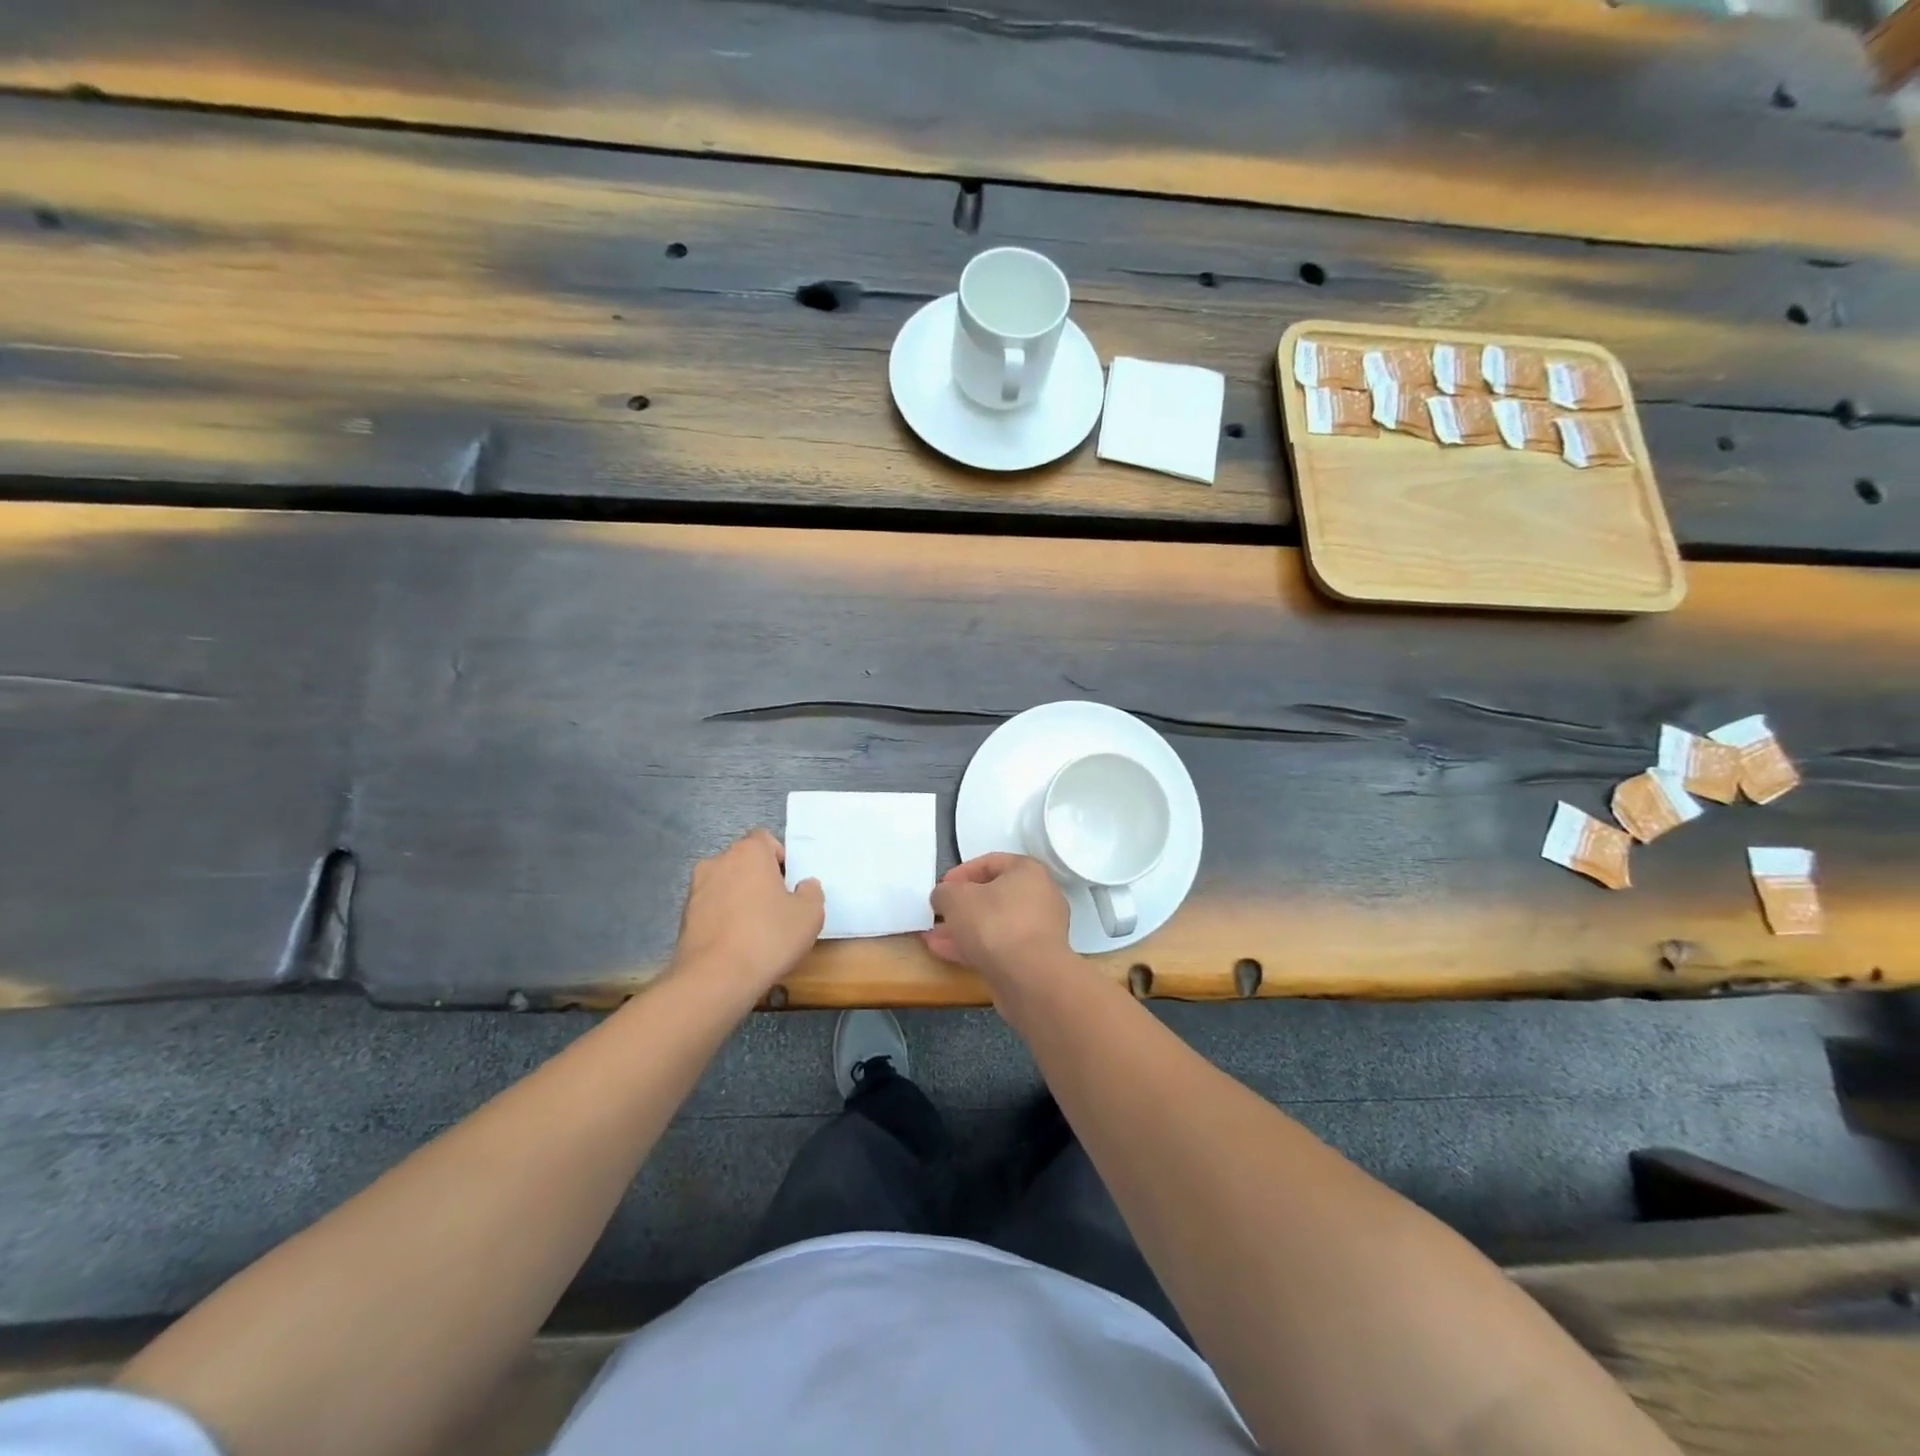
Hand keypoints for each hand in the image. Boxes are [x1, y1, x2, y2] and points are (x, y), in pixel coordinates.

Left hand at [673, 829, 824, 1001]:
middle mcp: (717, 862)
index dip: (779, 858)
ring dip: (738, 898)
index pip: (764, 839)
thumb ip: (811, 892)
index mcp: (748, 853)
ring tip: (754, 930)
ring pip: (725, 885)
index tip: (788, 884)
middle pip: (743, 861)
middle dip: (758, 878)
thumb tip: (804, 886)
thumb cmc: (768, 937)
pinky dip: (722, 918)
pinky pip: (711, 908)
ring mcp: (696, 889)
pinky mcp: (683, 917)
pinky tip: (735, 944)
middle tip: (776, 907)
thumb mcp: (809, 915)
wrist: (714, 979)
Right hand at [926, 853, 1070, 991]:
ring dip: (964, 929)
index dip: (961, 872)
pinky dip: (974, 947)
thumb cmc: (995, 923)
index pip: (991, 862)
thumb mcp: (956, 898)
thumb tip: (944, 896)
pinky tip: (946, 953)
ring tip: (934, 937)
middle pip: (994, 895)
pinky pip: (999, 946)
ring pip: (995, 924)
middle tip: (939, 914)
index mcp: (1028, 871)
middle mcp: (1040, 896)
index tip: (941, 887)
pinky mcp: (1033, 959)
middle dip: (961, 906)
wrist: (1030, 978)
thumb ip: (945, 892)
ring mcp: (1039, 930)